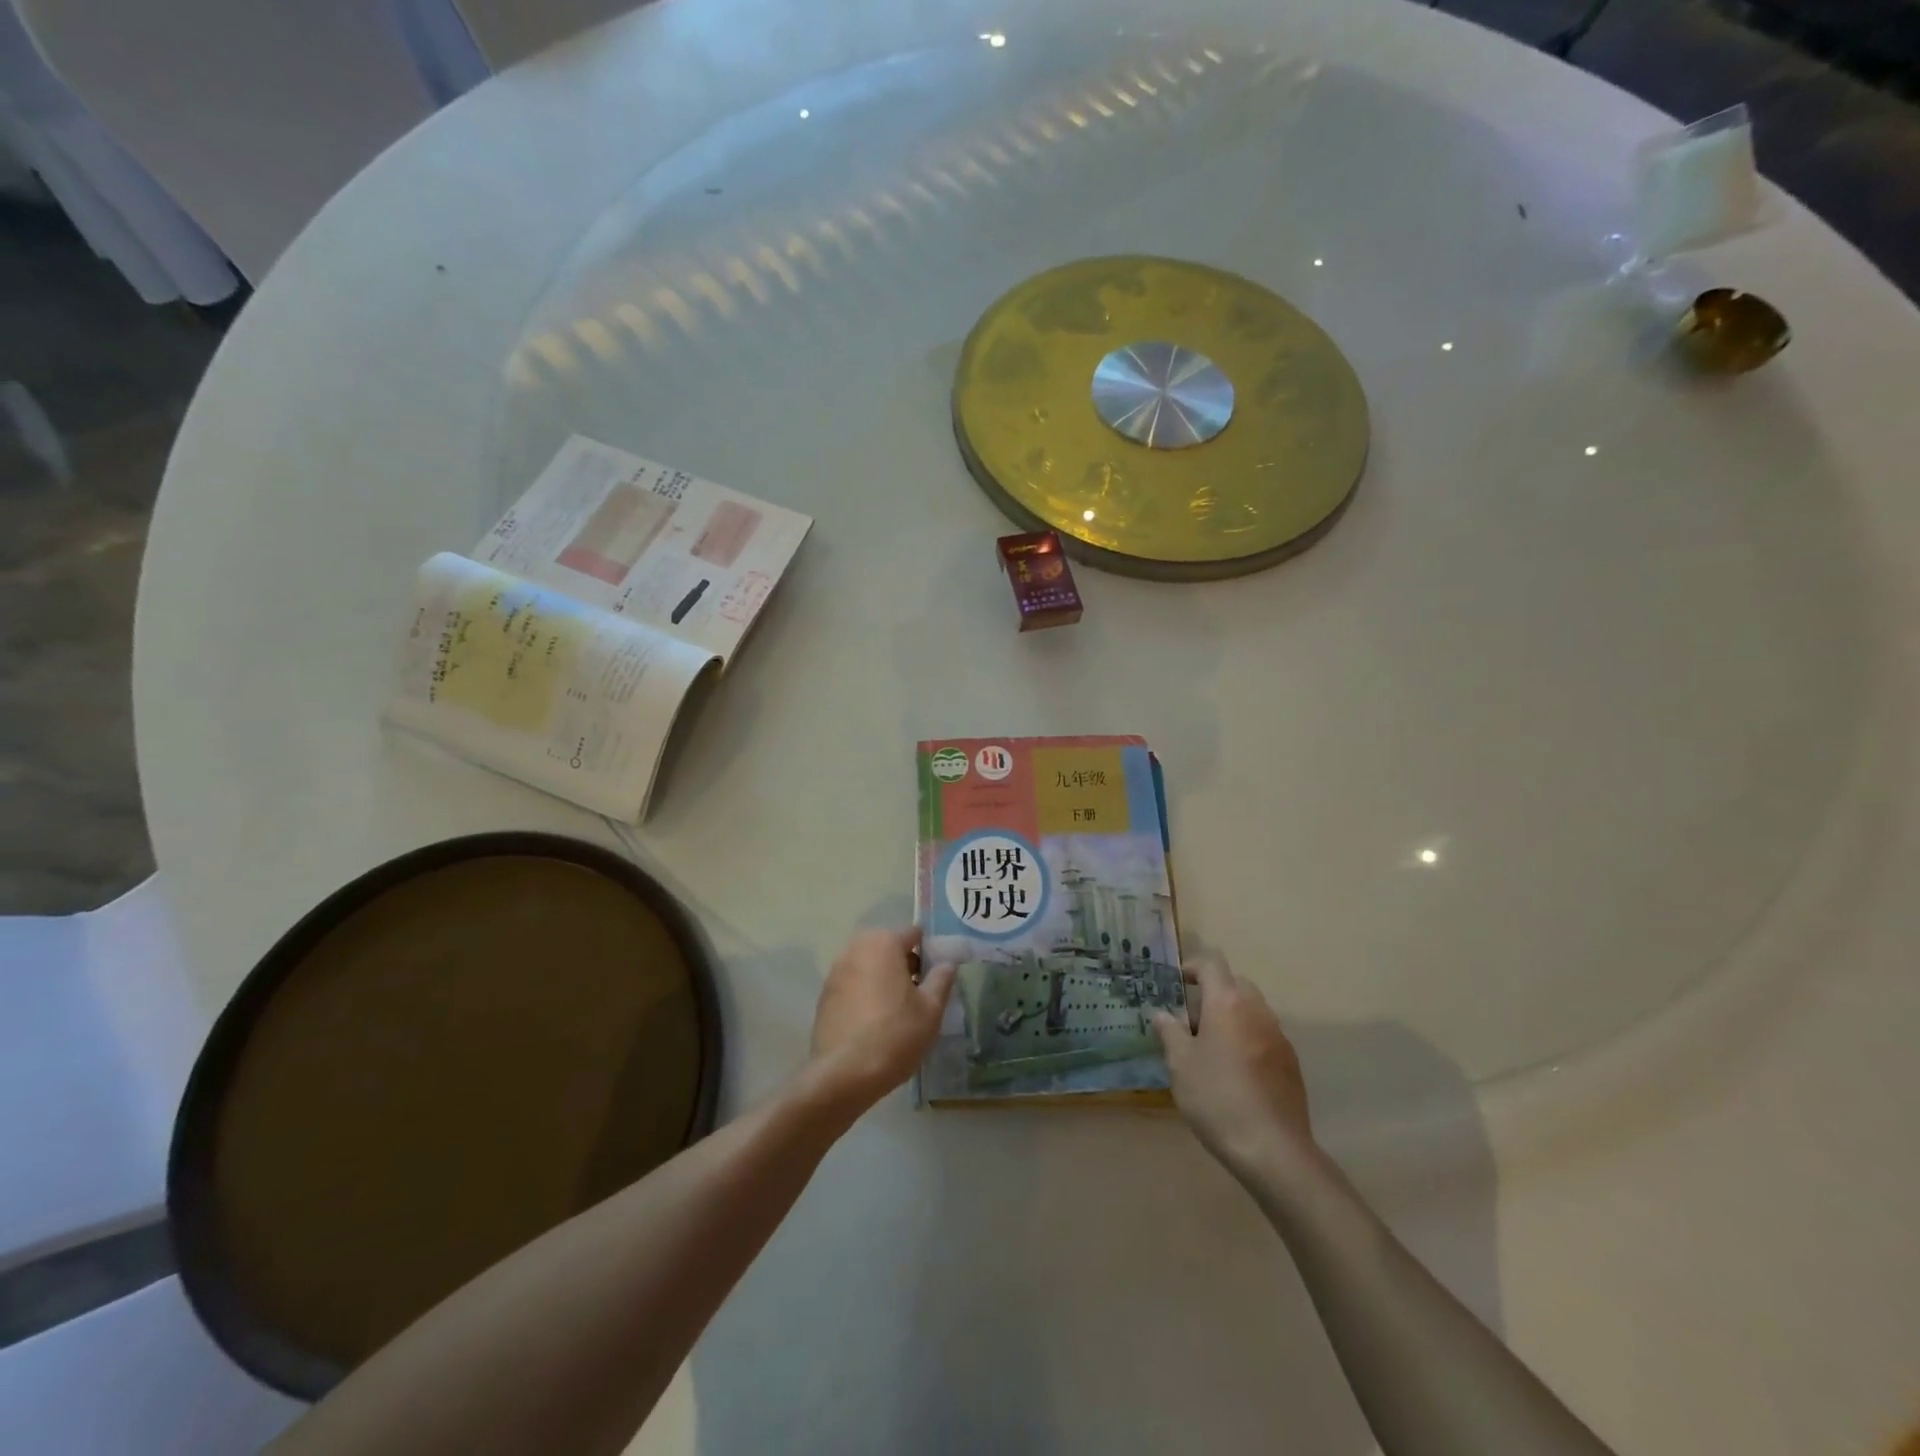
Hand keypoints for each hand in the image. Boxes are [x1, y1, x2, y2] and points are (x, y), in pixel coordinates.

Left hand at [809, 928, 955, 1107]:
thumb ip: (941, 979)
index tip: (938, 974)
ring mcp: (836, 971)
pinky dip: (865, 993)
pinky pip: (853, 984)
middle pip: (888, 947)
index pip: (913, 934)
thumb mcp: (931, 1009)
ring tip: (898, 1009)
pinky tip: (874, 1021)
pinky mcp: (824, 995)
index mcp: (884, 942)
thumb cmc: (896, 1034)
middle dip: (904, 963)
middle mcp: (856, 948)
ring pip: (869, 965)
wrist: (844, 1074)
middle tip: (919, 993)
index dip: (929, 951)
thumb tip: (948, 963)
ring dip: (883, 977)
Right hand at [1153, 954, 1312, 1175]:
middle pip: (1235, 984)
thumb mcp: (1180, 1064)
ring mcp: (1278, 1036)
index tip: (1177, 983)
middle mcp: (1257, 1010)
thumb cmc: (1216, 1097)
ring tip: (1210, 1048)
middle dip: (1213, 993)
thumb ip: (1170, 1032)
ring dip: (1231, 1017)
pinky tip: (1235, 1072)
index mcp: (1227, 1002)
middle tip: (1191, 1020)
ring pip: (1251, 1010)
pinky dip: (1247, 1039)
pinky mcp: (1291, 1062)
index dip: (1192, 967)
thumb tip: (1163, 1015)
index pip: (1212, 964)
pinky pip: (1264, 1035)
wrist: (1272, 1148)